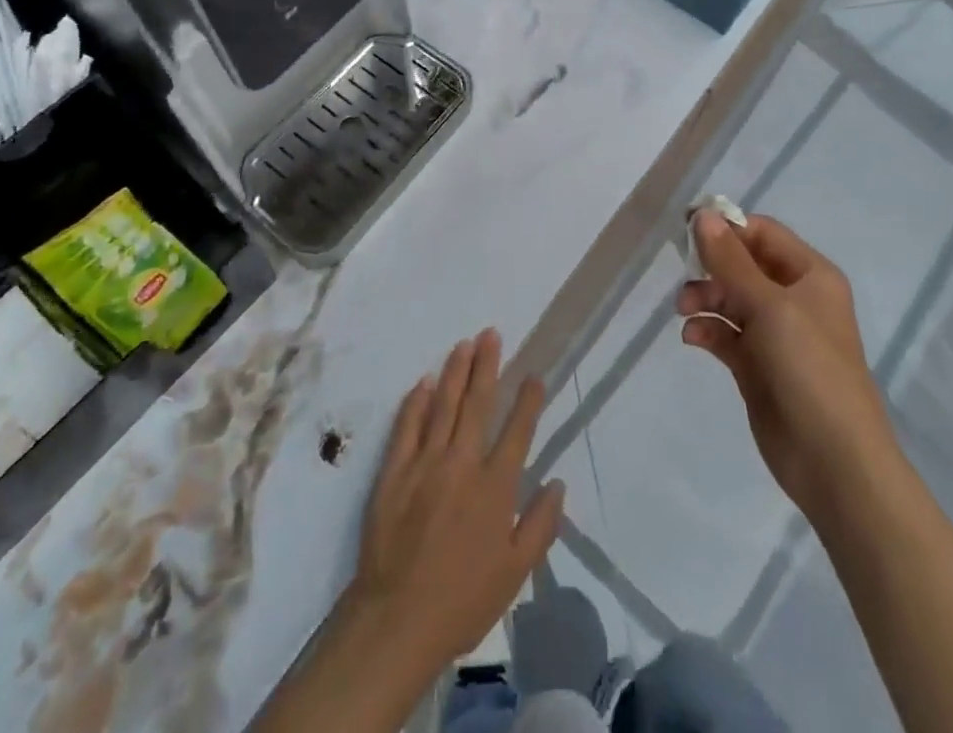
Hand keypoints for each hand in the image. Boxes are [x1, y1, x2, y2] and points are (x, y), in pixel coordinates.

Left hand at [348, 330, 565, 670]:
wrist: (397, 619)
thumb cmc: (463, 600)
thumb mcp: (515, 573)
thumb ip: (540, 525)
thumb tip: (558, 483)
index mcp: (495, 488)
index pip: (517, 431)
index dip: (527, 400)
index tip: (534, 375)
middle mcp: (462, 464)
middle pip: (477, 404)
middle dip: (487, 366)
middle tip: (492, 334)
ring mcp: (425, 463)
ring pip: (443, 404)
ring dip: (455, 371)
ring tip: (464, 344)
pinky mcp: (394, 470)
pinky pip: (407, 425)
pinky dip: (416, 401)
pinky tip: (423, 381)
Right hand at [678, 212, 895, 504]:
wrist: (834, 462)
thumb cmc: (809, 369)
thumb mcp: (769, 306)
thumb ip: (731, 261)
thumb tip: (703, 215)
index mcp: (810, 276)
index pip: (763, 234)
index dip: (727, 227)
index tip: (686, 228)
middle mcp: (794, 299)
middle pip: (743, 265)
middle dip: (711, 266)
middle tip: (682, 273)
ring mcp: (775, 334)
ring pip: (730, 299)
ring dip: (704, 298)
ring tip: (684, 311)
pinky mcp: (757, 366)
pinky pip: (726, 334)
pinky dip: (707, 331)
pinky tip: (693, 338)